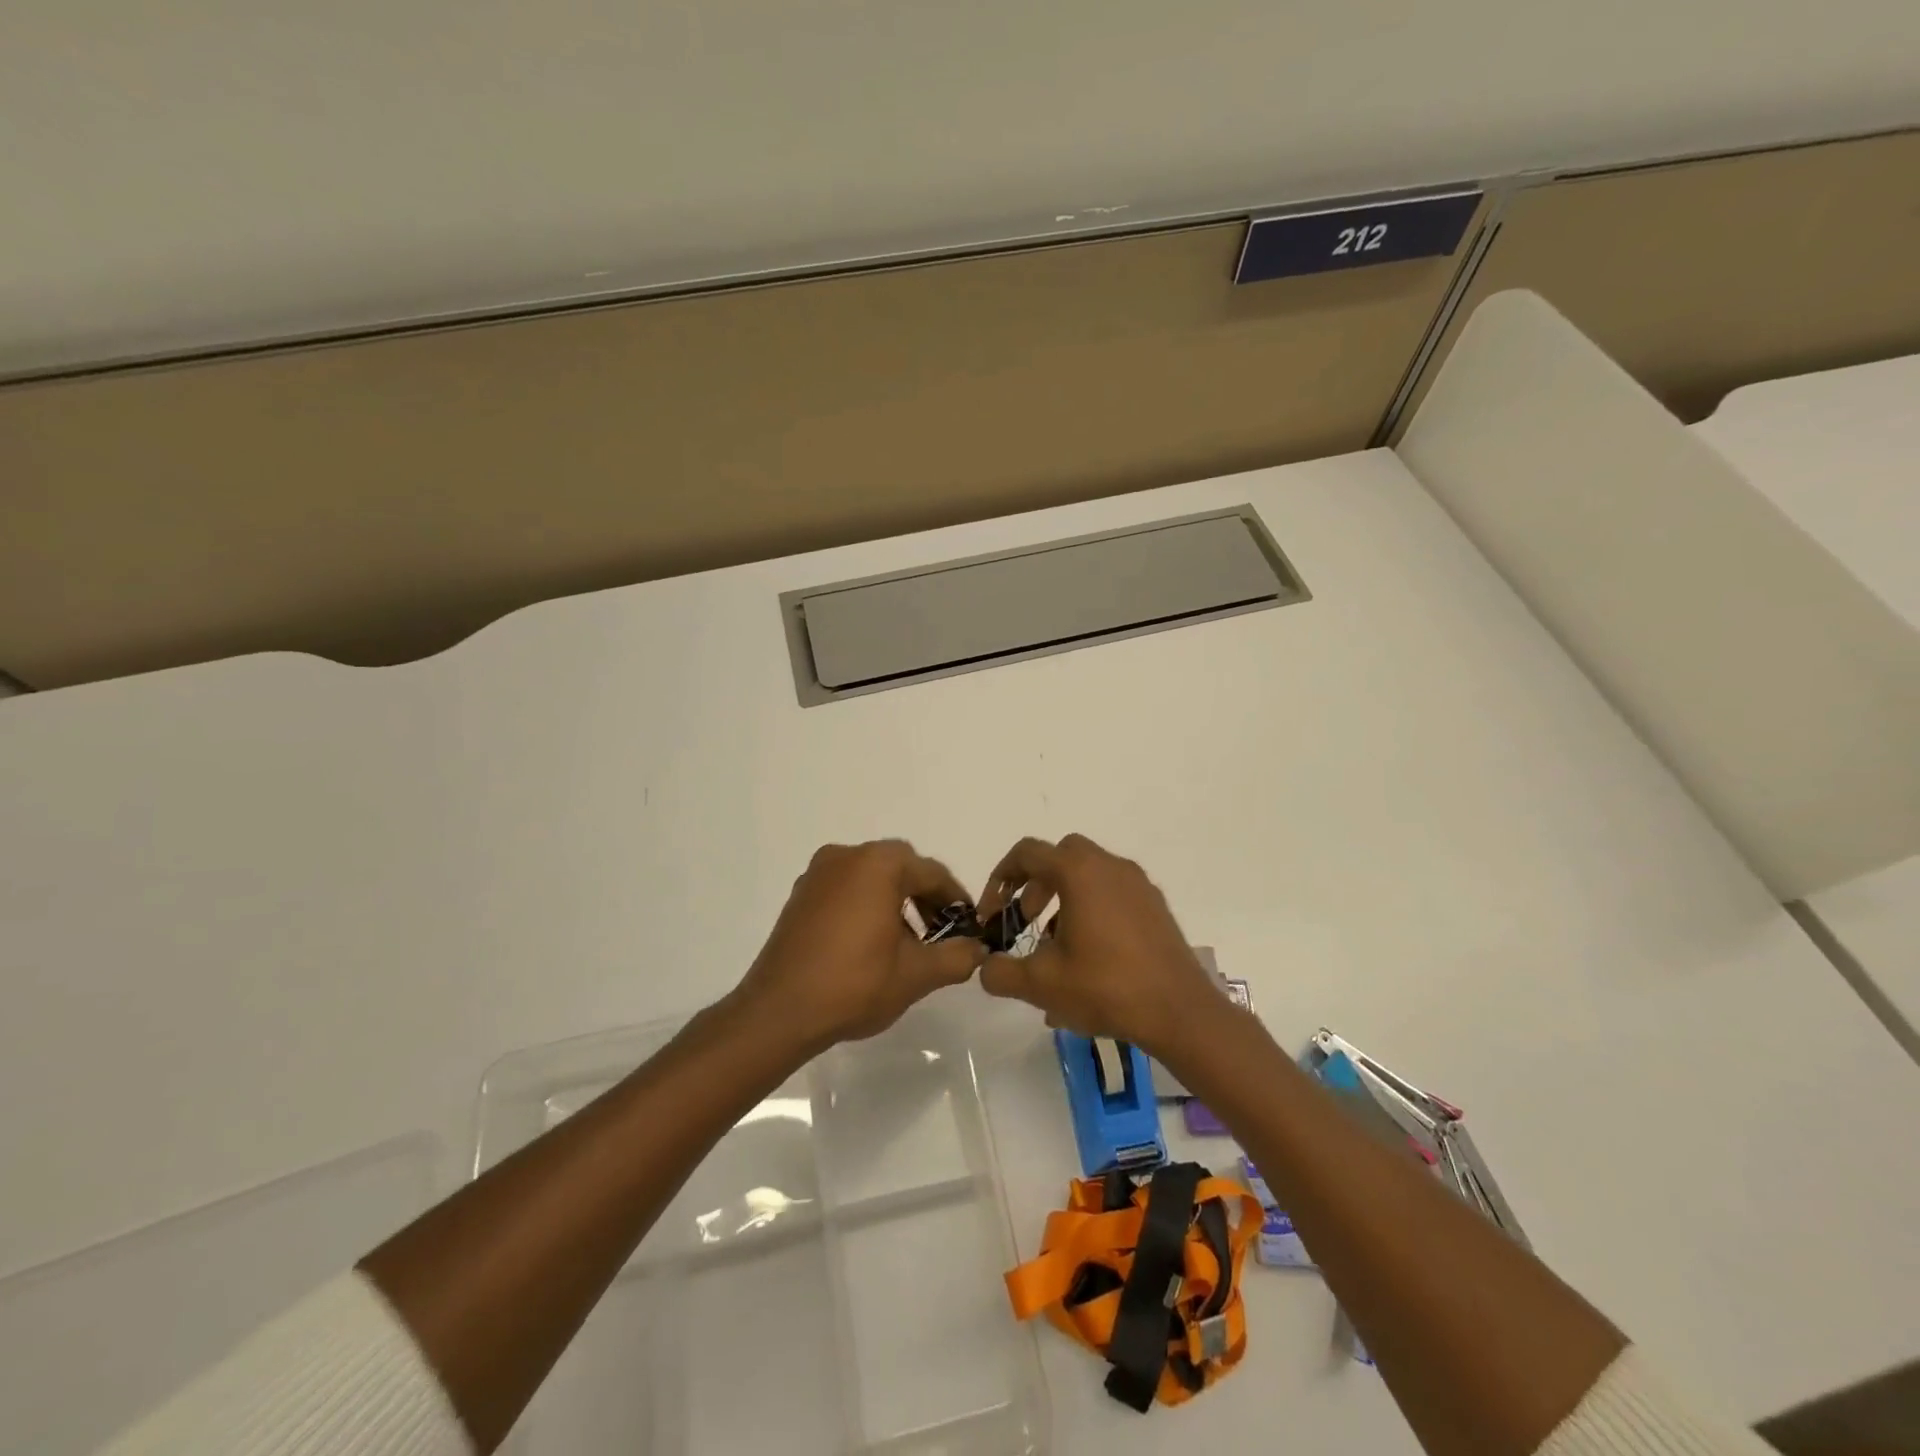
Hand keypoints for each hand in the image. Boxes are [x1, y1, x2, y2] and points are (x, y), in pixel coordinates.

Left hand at [737, 841, 986, 1049]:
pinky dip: (866, 903)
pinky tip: (871, 941)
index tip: (969, 926)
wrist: (779, 1011)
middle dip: (925, 896)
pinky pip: (846, 887)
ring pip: (871, 876)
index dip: (956, 899)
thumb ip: (956, 957)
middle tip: (941, 931)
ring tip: (908, 941)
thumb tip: (978, 949)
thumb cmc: (854, 984)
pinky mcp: (800, 894)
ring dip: (895, 899)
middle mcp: (847, 856)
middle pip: (901, 867)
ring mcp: (818, 873)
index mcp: (879, 864)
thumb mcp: (916, 975)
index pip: (932, 873)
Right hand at [975, 834, 1225, 1063]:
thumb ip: (1001, 972)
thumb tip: (985, 965)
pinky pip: (1112, 892)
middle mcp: (1109, 866)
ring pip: (1088, 874)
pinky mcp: (1155, 906)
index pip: (1027, 853)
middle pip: (1060, 856)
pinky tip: (1090, 956)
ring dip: (1063, 898)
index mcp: (1079, 872)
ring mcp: (1138, 884)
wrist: (1180, 1012)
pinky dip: (1091, 908)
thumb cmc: (1106, 988)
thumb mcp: (1041, 984)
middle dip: (1035, 884)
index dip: (1000, 879)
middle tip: (1026, 921)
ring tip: (1056, 947)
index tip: (993, 915)